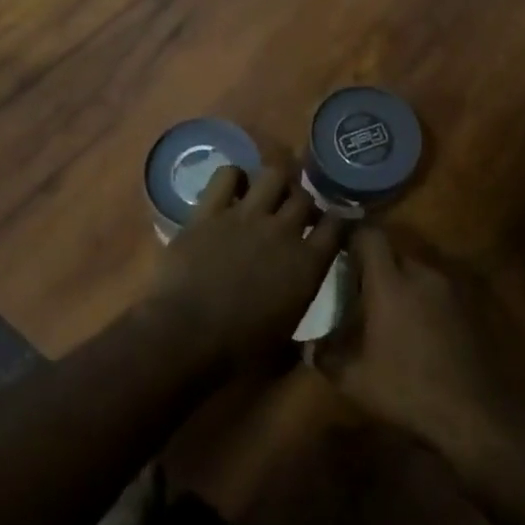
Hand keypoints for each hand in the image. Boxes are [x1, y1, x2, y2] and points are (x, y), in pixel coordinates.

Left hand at [149, 163, 343, 369]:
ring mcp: (246, 216)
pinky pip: (227, 175)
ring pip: (273, 174)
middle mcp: (283, 231)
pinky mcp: (210, 211)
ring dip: (275, 182)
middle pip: (305, 197)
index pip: (337, 226)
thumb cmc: (238, 350)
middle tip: (295, 213)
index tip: (335, 223)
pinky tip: (233, 189)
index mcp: (307, 264)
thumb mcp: (283, 346)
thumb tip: (310, 346)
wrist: (186, 335)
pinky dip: (233, 177)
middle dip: (304, 202)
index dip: (339, 221)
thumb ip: (300, 334)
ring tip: (268, 193)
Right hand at [313, 228, 516, 466]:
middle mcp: (421, 275)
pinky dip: (422, 299)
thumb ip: (326, 356)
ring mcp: (449, 289)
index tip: (339, 248)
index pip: (370, 236)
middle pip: (394, 252)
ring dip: (401, 283)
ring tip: (387, 310)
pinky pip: (436, 290)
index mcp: (390, 283)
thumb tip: (309, 347)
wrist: (472, 413)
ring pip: (417, 271)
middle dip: (375, 264)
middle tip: (358, 287)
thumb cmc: (406, 390)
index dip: (353, 236)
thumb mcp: (354, 380)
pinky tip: (416, 328)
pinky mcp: (468, 307)